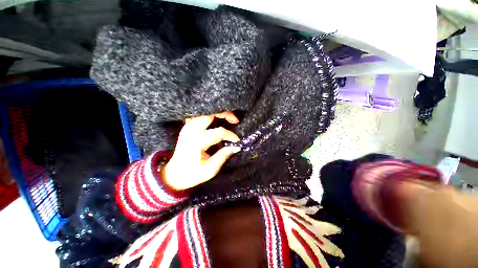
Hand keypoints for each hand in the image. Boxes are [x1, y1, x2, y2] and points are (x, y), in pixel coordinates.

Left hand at [162, 111, 240, 190]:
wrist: (173, 175)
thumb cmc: (192, 174)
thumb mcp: (210, 170)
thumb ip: (223, 156)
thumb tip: (236, 146)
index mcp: (196, 142)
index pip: (218, 132)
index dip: (230, 135)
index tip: (237, 141)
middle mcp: (191, 131)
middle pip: (209, 115)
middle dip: (224, 114)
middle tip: (235, 120)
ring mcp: (187, 127)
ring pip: (204, 113)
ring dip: (217, 113)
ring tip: (227, 118)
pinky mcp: (187, 127)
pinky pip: (199, 116)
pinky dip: (209, 115)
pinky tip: (215, 119)